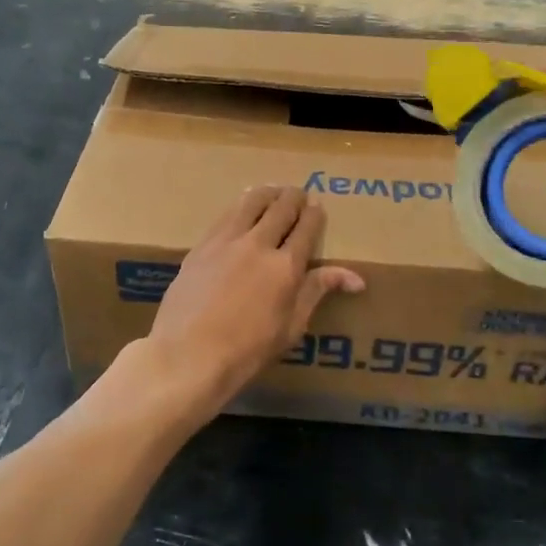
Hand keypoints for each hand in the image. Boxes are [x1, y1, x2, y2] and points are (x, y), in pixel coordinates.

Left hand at [115, 187, 364, 429]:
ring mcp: (226, 241)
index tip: (318, 206)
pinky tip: (241, 207)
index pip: (307, 228)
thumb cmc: (247, 351)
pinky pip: (225, 215)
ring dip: (266, 193)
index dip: (315, 214)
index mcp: (286, 267)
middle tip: (298, 194)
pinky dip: (240, 206)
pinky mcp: (201, 245)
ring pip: (251, 202)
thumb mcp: (291, 327)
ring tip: (273, 191)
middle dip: (294, 197)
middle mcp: (258, 244)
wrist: (188, 355)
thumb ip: (317, 292)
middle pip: (281, 208)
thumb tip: (356, 278)